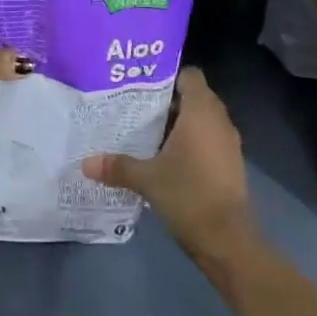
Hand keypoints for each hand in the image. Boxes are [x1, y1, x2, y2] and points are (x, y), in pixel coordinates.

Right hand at [82, 67, 259, 265]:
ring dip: (179, 123)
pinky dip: (191, 142)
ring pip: (202, 120)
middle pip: (195, 97)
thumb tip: (85, 163)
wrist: (228, 240)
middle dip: (168, 101)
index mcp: (201, 112)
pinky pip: (209, 140)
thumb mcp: (147, 179)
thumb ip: (117, 166)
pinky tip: (166, 157)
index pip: (190, 75)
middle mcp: (219, 121)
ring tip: (146, 131)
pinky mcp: (230, 164)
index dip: (168, 75)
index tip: (142, 85)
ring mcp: (228, 143)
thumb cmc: (188, 194)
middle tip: (137, 107)